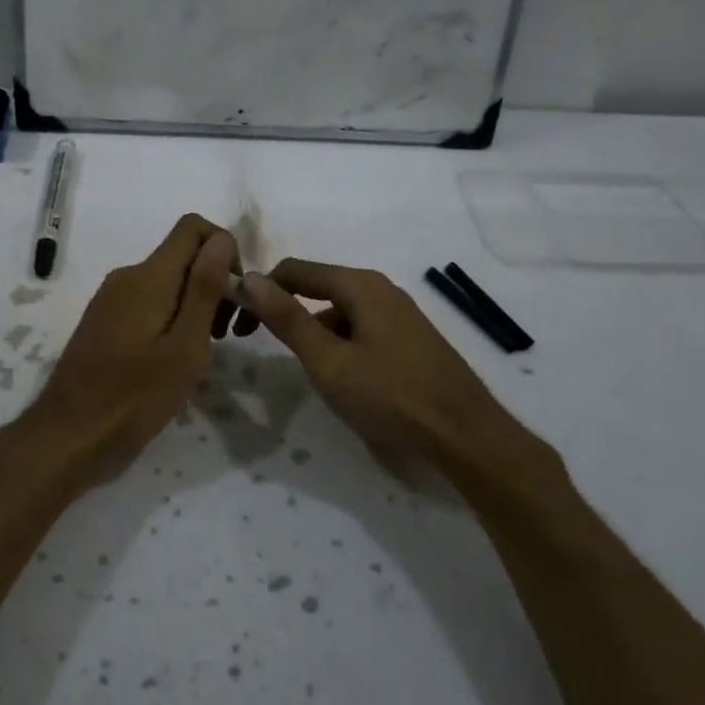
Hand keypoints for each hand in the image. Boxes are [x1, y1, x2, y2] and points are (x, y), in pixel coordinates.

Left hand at [15, 215, 237, 492]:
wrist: (68, 436)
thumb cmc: (134, 396)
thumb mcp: (184, 347)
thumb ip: (204, 290)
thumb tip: (221, 238)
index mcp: (148, 276)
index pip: (192, 227)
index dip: (223, 249)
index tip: (235, 295)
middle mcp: (126, 277)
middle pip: (181, 256)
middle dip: (212, 283)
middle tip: (224, 335)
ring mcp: (111, 300)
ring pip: (166, 282)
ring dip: (194, 305)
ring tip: (201, 352)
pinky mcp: (104, 322)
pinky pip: (147, 303)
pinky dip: (171, 319)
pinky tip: (173, 359)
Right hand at [242, 259, 561, 489]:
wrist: (466, 435)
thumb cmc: (390, 396)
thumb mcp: (328, 361)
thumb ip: (287, 318)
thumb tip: (249, 278)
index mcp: (360, 285)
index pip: (294, 270)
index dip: (261, 291)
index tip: (238, 322)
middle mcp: (381, 289)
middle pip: (318, 287)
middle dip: (287, 312)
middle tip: (264, 346)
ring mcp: (400, 313)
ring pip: (340, 311)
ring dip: (314, 331)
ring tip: (307, 370)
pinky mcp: (411, 337)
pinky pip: (362, 328)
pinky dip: (340, 343)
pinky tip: (343, 377)